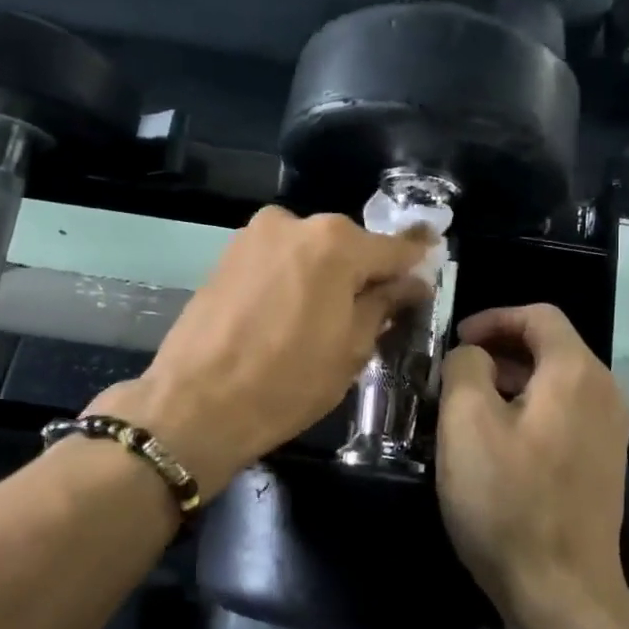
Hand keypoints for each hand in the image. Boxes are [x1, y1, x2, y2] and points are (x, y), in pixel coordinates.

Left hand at [94, 207, 433, 496]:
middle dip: (365, 271)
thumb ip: (383, 304)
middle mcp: (295, 224)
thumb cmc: (287, 382)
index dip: (416, 258)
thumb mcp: (351, 349)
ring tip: (326, 318)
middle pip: (348, 245)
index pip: (392, 248)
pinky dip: (293, 278)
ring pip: (310, 251)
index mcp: (335, 244)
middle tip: (376, 307)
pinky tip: (290, 314)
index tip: (433, 253)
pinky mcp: (226, 255)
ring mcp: (254, 236)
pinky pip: (278, 260)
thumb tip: (408, 283)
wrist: (194, 405)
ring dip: (326, 275)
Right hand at [436, 304, 628, 622]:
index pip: (539, 316)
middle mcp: (603, 393)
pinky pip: (564, 414)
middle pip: (551, 346)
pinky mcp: (602, 463)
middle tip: (456, 373)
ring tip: (469, 405)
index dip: (494, 318)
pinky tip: (498, 442)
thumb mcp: (466, 424)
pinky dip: (530, 409)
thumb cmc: (508, 501)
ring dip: (512, 380)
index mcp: (576, 373)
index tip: (456, 341)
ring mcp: (608, 431)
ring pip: (556, 382)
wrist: (562, 591)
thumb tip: (474, 356)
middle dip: (500, 349)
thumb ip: (465, 367)